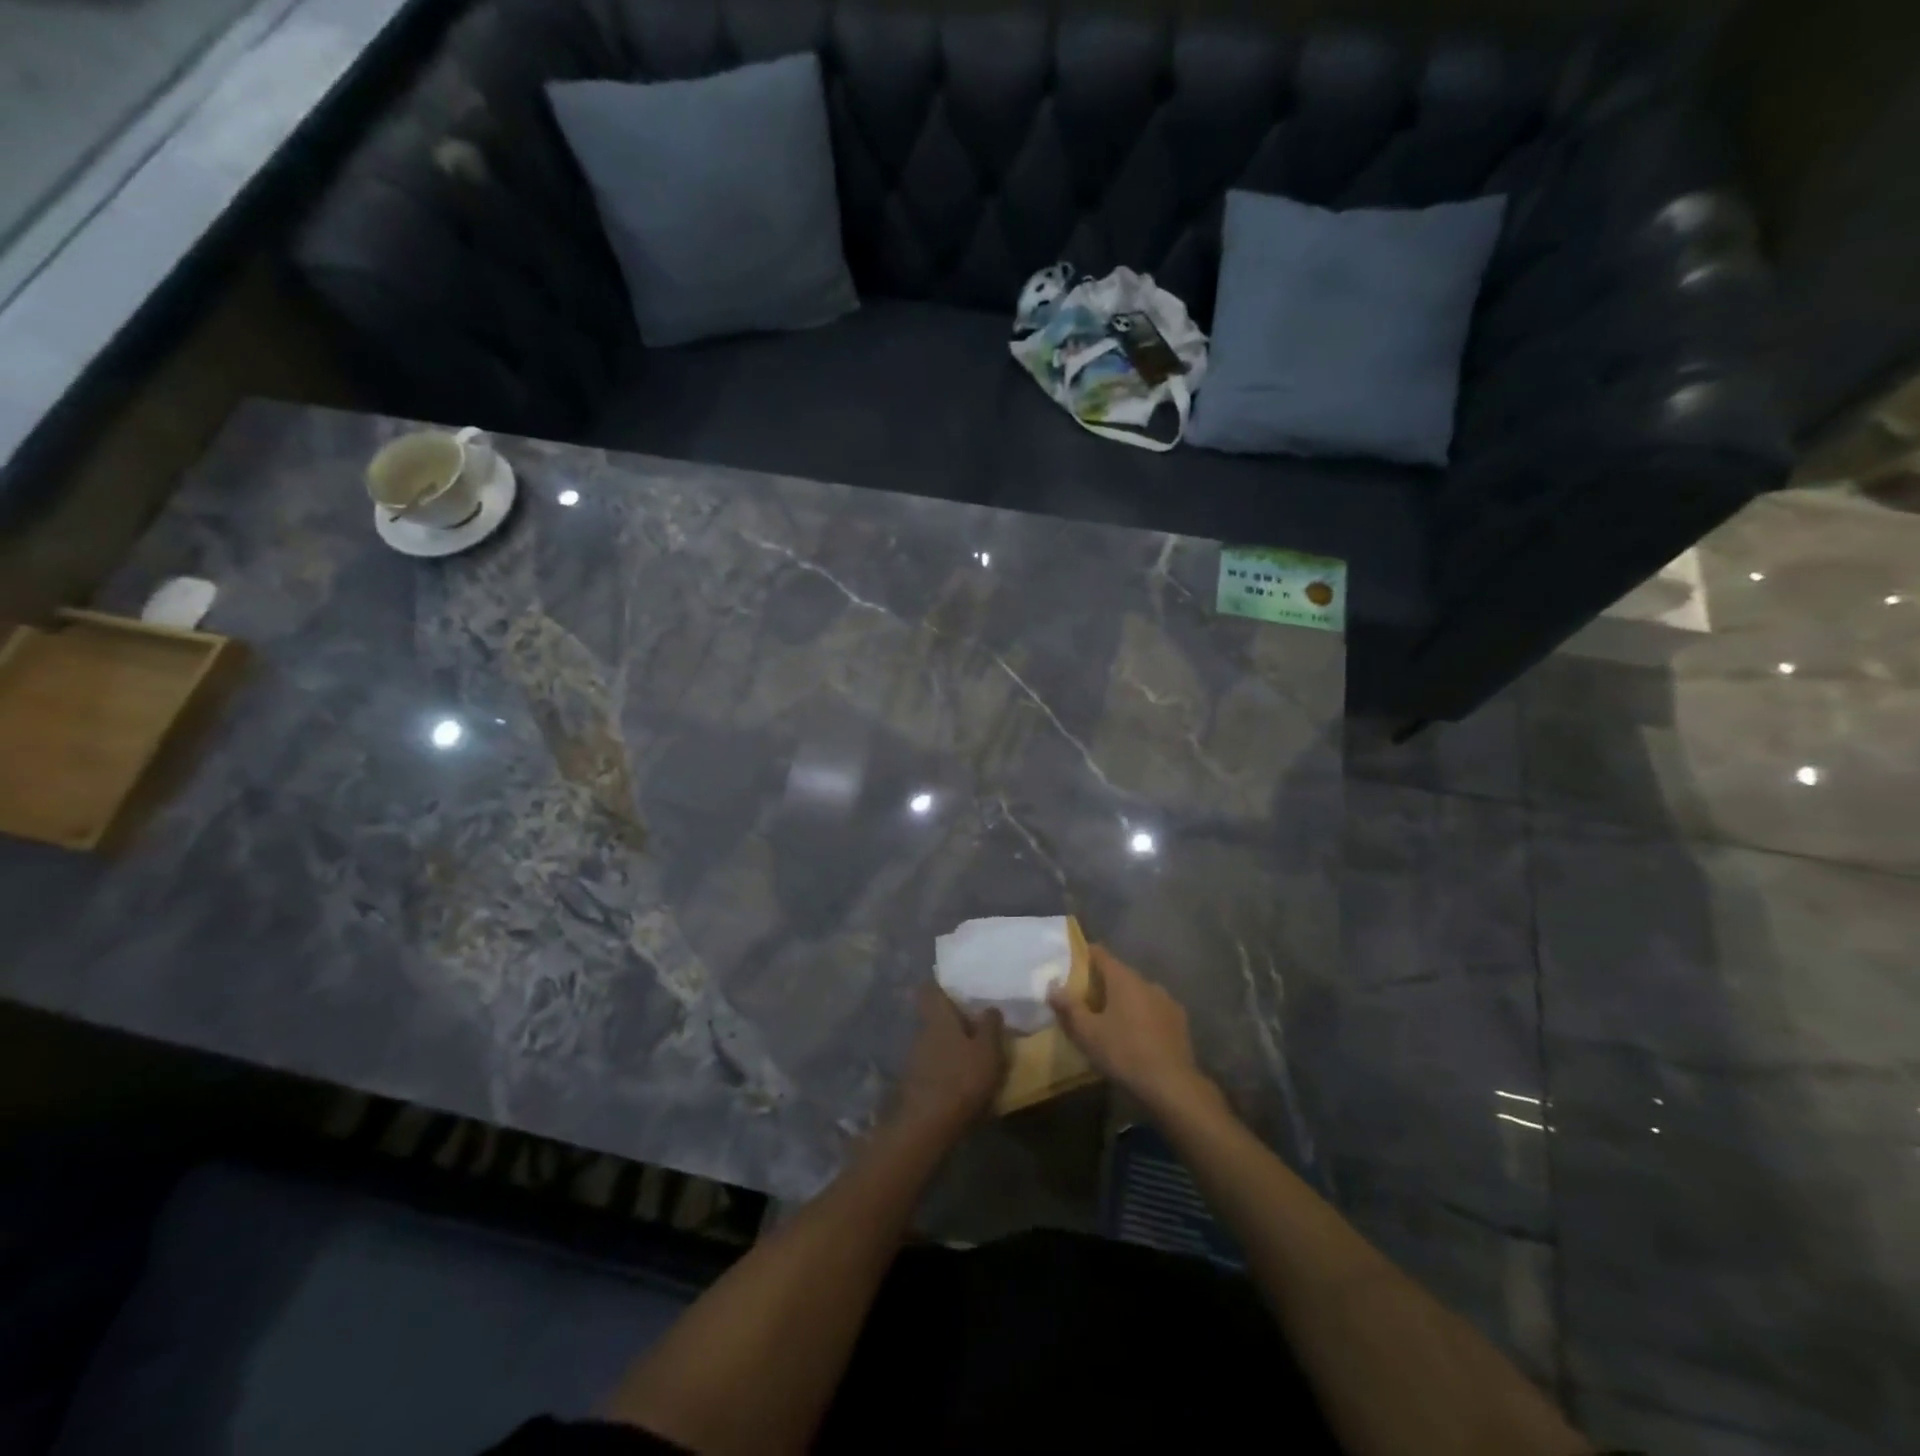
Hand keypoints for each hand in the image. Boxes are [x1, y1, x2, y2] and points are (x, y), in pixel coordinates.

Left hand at [894, 984, 1006, 1133]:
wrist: (928, 1125)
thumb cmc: (962, 1079)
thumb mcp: (988, 1051)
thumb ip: (990, 1026)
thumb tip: (990, 1007)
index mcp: (938, 1017)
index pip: (929, 989)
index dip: (939, 985)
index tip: (955, 986)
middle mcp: (922, 1031)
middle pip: (933, 1016)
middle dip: (950, 1017)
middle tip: (973, 1020)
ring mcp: (915, 1057)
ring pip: (933, 1040)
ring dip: (948, 1043)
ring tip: (971, 1051)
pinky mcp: (914, 1081)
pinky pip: (931, 1063)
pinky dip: (944, 1064)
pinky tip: (959, 1076)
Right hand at [1049, 945, 1213, 1113]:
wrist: (1172, 1085)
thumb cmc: (1124, 1052)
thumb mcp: (1088, 1033)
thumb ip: (1069, 1007)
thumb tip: (1053, 987)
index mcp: (1124, 979)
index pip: (1100, 954)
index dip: (1084, 955)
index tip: (1070, 964)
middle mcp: (1147, 982)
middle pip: (1119, 974)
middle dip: (1102, 983)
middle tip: (1085, 1000)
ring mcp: (1166, 1000)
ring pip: (1138, 993)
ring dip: (1124, 1001)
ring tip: (1111, 1021)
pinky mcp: (1179, 1020)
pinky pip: (1154, 1009)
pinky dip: (1142, 1016)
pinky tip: (1136, 1036)